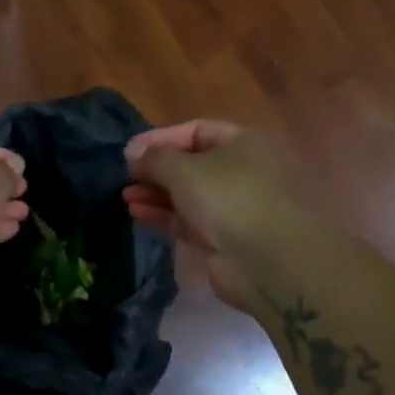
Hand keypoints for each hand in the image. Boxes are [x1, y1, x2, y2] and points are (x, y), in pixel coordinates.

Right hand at [123, 120, 296, 313]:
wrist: (269, 263)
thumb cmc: (229, 199)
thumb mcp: (184, 169)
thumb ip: (154, 158)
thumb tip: (132, 152)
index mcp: (244, 143)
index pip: (197, 130)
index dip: (161, 138)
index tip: (130, 150)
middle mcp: (243, 171)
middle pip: (192, 163)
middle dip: (156, 169)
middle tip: (126, 176)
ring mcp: (235, 206)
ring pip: (189, 193)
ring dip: (156, 193)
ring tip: (126, 196)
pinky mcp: (225, 237)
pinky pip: (189, 219)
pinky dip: (165, 214)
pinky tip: (137, 213)